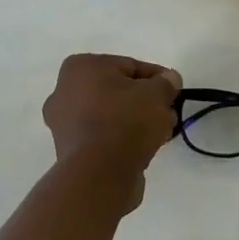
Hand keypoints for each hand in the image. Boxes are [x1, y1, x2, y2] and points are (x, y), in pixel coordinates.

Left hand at [43, 54, 181, 204]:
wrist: (100, 174)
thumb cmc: (125, 121)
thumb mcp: (156, 94)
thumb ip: (166, 82)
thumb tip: (169, 79)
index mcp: (81, 67)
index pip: (129, 66)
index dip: (157, 78)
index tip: (175, 92)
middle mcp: (64, 91)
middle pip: (118, 91)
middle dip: (146, 102)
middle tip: (168, 113)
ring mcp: (63, 123)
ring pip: (111, 115)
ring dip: (136, 121)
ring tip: (161, 134)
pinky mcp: (69, 150)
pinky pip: (103, 136)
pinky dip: (122, 139)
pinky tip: (144, 149)